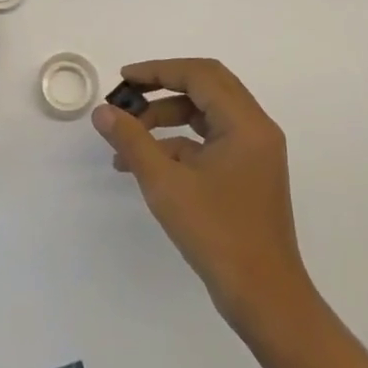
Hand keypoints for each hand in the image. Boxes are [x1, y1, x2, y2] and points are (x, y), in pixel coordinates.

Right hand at [92, 58, 314, 327]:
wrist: (264, 297)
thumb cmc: (217, 234)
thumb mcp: (166, 185)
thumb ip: (133, 141)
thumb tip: (102, 111)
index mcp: (245, 123)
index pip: (200, 75)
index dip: (158, 70)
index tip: (123, 79)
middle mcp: (255, 128)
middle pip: (206, 87)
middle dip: (162, 89)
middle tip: (126, 96)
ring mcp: (254, 152)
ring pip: (207, 115)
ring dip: (167, 119)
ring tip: (127, 138)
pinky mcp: (248, 173)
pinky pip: (211, 141)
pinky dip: (179, 144)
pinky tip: (145, 163)